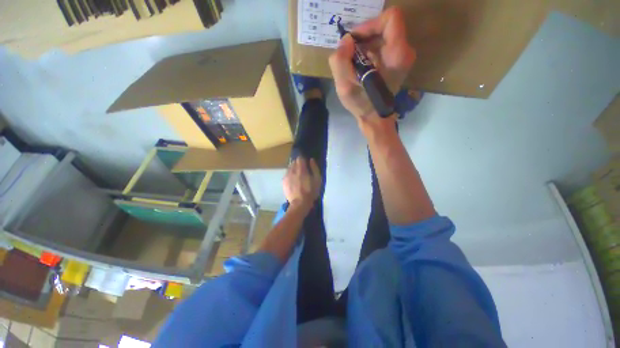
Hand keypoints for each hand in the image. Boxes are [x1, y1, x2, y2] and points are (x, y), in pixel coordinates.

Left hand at [283, 157, 321, 210]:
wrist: (300, 203)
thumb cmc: (311, 192)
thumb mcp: (317, 180)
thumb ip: (314, 168)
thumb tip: (311, 160)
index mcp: (301, 169)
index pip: (299, 158)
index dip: (303, 160)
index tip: (306, 164)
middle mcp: (292, 170)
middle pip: (293, 162)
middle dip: (298, 164)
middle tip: (303, 170)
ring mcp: (286, 176)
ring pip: (289, 168)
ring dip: (293, 169)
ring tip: (297, 176)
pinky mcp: (283, 182)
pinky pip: (286, 174)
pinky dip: (290, 175)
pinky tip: (293, 181)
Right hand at [328, 7, 414, 129]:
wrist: (374, 117)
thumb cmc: (362, 105)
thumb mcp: (345, 87)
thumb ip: (340, 60)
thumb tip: (346, 41)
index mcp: (397, 54)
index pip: (390, 18)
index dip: (369, 24)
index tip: (355, 41)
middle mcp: (404, 51)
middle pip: (384, 27)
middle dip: (363, 37)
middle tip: (349, 54)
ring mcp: (402, 56)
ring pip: (382, 36)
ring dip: (364, 46)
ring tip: (353, 63)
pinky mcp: (397, 61)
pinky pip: (382, 45)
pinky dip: (368, 51)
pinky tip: (359, 66)